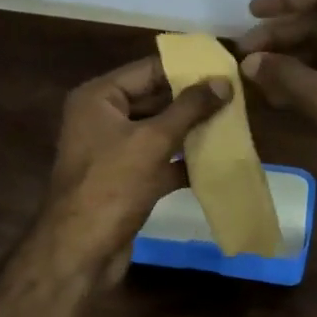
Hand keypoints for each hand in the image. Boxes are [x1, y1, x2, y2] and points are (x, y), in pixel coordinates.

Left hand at [40, 56, 231, 278]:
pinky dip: (183, 161)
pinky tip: (217, 160)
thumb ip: (189, 108)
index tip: (224, 65)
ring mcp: (113, 151)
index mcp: (98, 98)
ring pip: (159, 131)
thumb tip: (223, 81)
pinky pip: (159, 161)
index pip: (148, 69)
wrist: (80, 251)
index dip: (186, 67)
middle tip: (235, 95)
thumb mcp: (152, 141)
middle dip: (192, 100)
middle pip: (154, 99)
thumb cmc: (111, 185)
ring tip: (233, 122)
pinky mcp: (125, 180)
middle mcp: (102, 118)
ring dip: (191, 130)